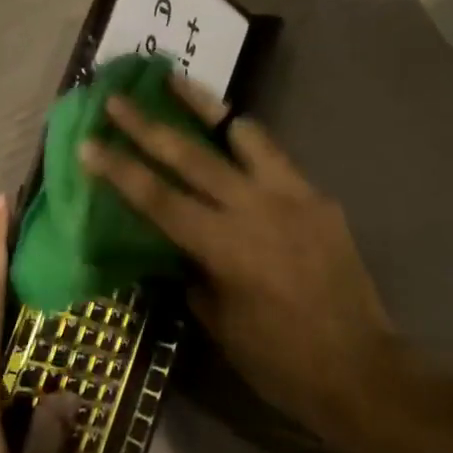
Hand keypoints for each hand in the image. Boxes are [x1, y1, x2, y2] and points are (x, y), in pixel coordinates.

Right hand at [78, 84, 406, 452]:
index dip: (119, 170)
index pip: (158, 199)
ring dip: (205, 106)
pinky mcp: (318, 197)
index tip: (89, 142)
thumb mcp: (221, 325)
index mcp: (225, 246)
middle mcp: (256, 208)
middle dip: (147, 124)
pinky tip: (233, 140)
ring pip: (242, 134)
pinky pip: (275, 158)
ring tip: (178, 82)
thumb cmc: (281, 361)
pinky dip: (246, 142)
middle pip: (191, 154)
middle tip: (117, 98)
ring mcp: (292, 195)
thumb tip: (180, 249)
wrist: (363, 369)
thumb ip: (195, 275)